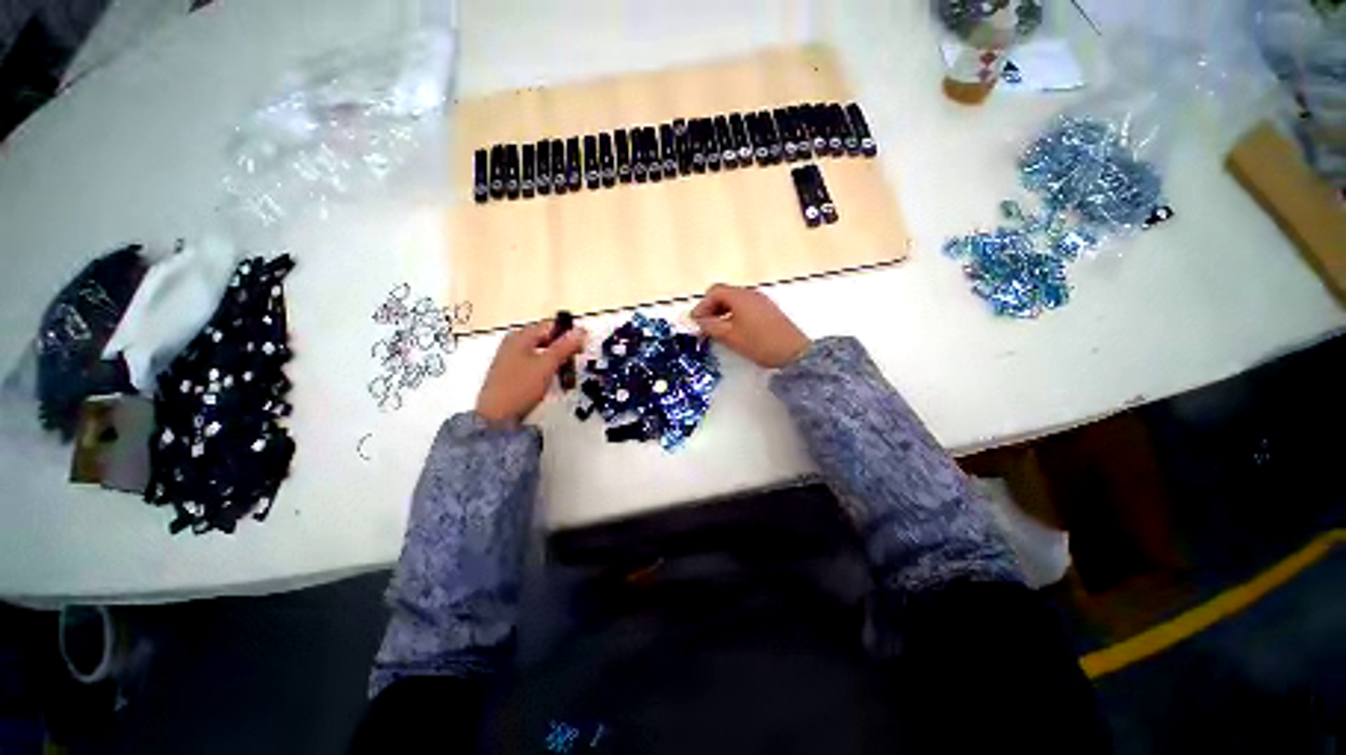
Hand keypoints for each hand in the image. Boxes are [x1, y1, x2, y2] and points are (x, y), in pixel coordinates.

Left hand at [475, 320, 587, 423]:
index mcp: (520, 336)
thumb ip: (565, 346)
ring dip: (557, 360)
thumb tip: (582, 330)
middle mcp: (514, 343)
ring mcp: (512, 358)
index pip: (551, 325)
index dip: (569, 334)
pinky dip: (547, 368)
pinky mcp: (513, 373)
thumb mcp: (548, 364)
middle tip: (575, 361)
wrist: (496, 417)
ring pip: (542, 352)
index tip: (582, 347)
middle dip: (563, 348)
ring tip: (566, 373)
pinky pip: (535, 363)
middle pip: (546, 338)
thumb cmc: (521, 386)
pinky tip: (553, 380)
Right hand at [690, 284, 809, 368]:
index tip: (696, 322)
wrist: (793, 353)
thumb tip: (698, 321)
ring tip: (717, 331)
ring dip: (722, 313)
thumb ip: (710, 326)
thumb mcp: (730, 336)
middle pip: (724, 294)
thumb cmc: (759, 343)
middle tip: (704, 327)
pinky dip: (734, 316)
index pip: (714, 292)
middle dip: (711, 309)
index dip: (702, 306)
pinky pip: (745, 308)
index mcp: (740, 296)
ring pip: (734, 302)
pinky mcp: (768, 311)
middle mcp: (750, 294)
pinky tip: (733, 331)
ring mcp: (761, 301)